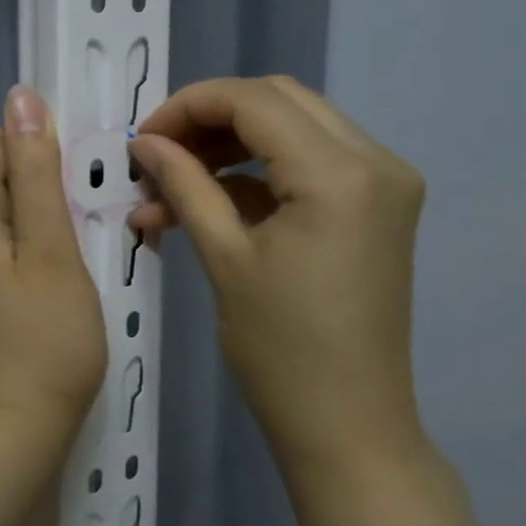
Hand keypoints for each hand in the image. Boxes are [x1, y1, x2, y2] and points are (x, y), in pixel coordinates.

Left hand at [0, 86, 107, 453]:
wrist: (15, 431)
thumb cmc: (45, 341)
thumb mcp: (52, 250)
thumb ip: (36, 173)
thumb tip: (20, 97)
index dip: (34, 145)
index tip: (77, 178)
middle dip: (41, 183)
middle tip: (88, 218)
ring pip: (1, 214)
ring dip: (41, 217)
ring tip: (82, 249)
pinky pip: (0, 247)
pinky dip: (31, 247)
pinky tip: (62, 275)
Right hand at [127, 76, 426, 477]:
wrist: (348, 425)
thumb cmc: (281, 351)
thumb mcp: (225, 258)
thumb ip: (185, 185)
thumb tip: (145, 142)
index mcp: (340, 173)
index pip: (254, 101)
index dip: (188, 107)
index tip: (140, 139)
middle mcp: (376, 160)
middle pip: (279, 100)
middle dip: (209, 119)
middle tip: (157, 155)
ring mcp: (384, 182)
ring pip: (295, 126)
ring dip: (230, 145)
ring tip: (173, 184)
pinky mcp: (378, 207)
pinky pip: (311, 163)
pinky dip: (259, 172)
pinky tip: (209, 201)